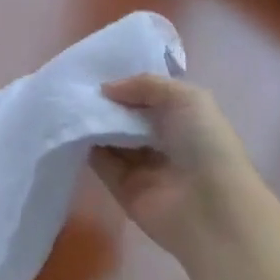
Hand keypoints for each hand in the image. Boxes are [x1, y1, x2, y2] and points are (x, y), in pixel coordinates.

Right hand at [91, 75, 267, 277]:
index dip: (128, 85)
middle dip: (106, 102)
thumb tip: (106, 89)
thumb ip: (145, 84)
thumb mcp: (186, 98)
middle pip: (127, 117)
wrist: (209, 209)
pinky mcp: (122, 188)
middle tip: (77, 86)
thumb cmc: (205, 145)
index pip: (150, 97)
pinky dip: (86, 146)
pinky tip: (71, 127)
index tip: (98, 71)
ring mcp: (142, 166)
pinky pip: (100, 162)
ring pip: (111, 138)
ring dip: (93, 122)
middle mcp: (163, 141)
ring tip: (69, 102)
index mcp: (184, 119)